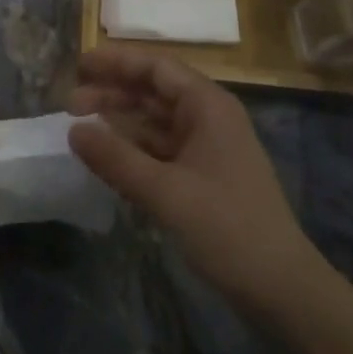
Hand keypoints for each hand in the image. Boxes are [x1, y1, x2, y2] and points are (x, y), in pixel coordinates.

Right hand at [68, 46, 317, 314]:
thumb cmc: (227, 229)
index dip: (116, 62)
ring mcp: (208, 148)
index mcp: (207, 105)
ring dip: (120, 122)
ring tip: (80, 129)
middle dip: (112, 93)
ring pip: (156, 122)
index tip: (79, 66)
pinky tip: (108, 158)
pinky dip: (134, 149)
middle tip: (69, 104)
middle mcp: (208, 117)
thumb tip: (73, 130)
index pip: (156, 67)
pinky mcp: (205, 177)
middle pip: (154, 91)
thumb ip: (116, 159)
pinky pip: (162, 150)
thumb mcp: (165, 192)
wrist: (283, 291)